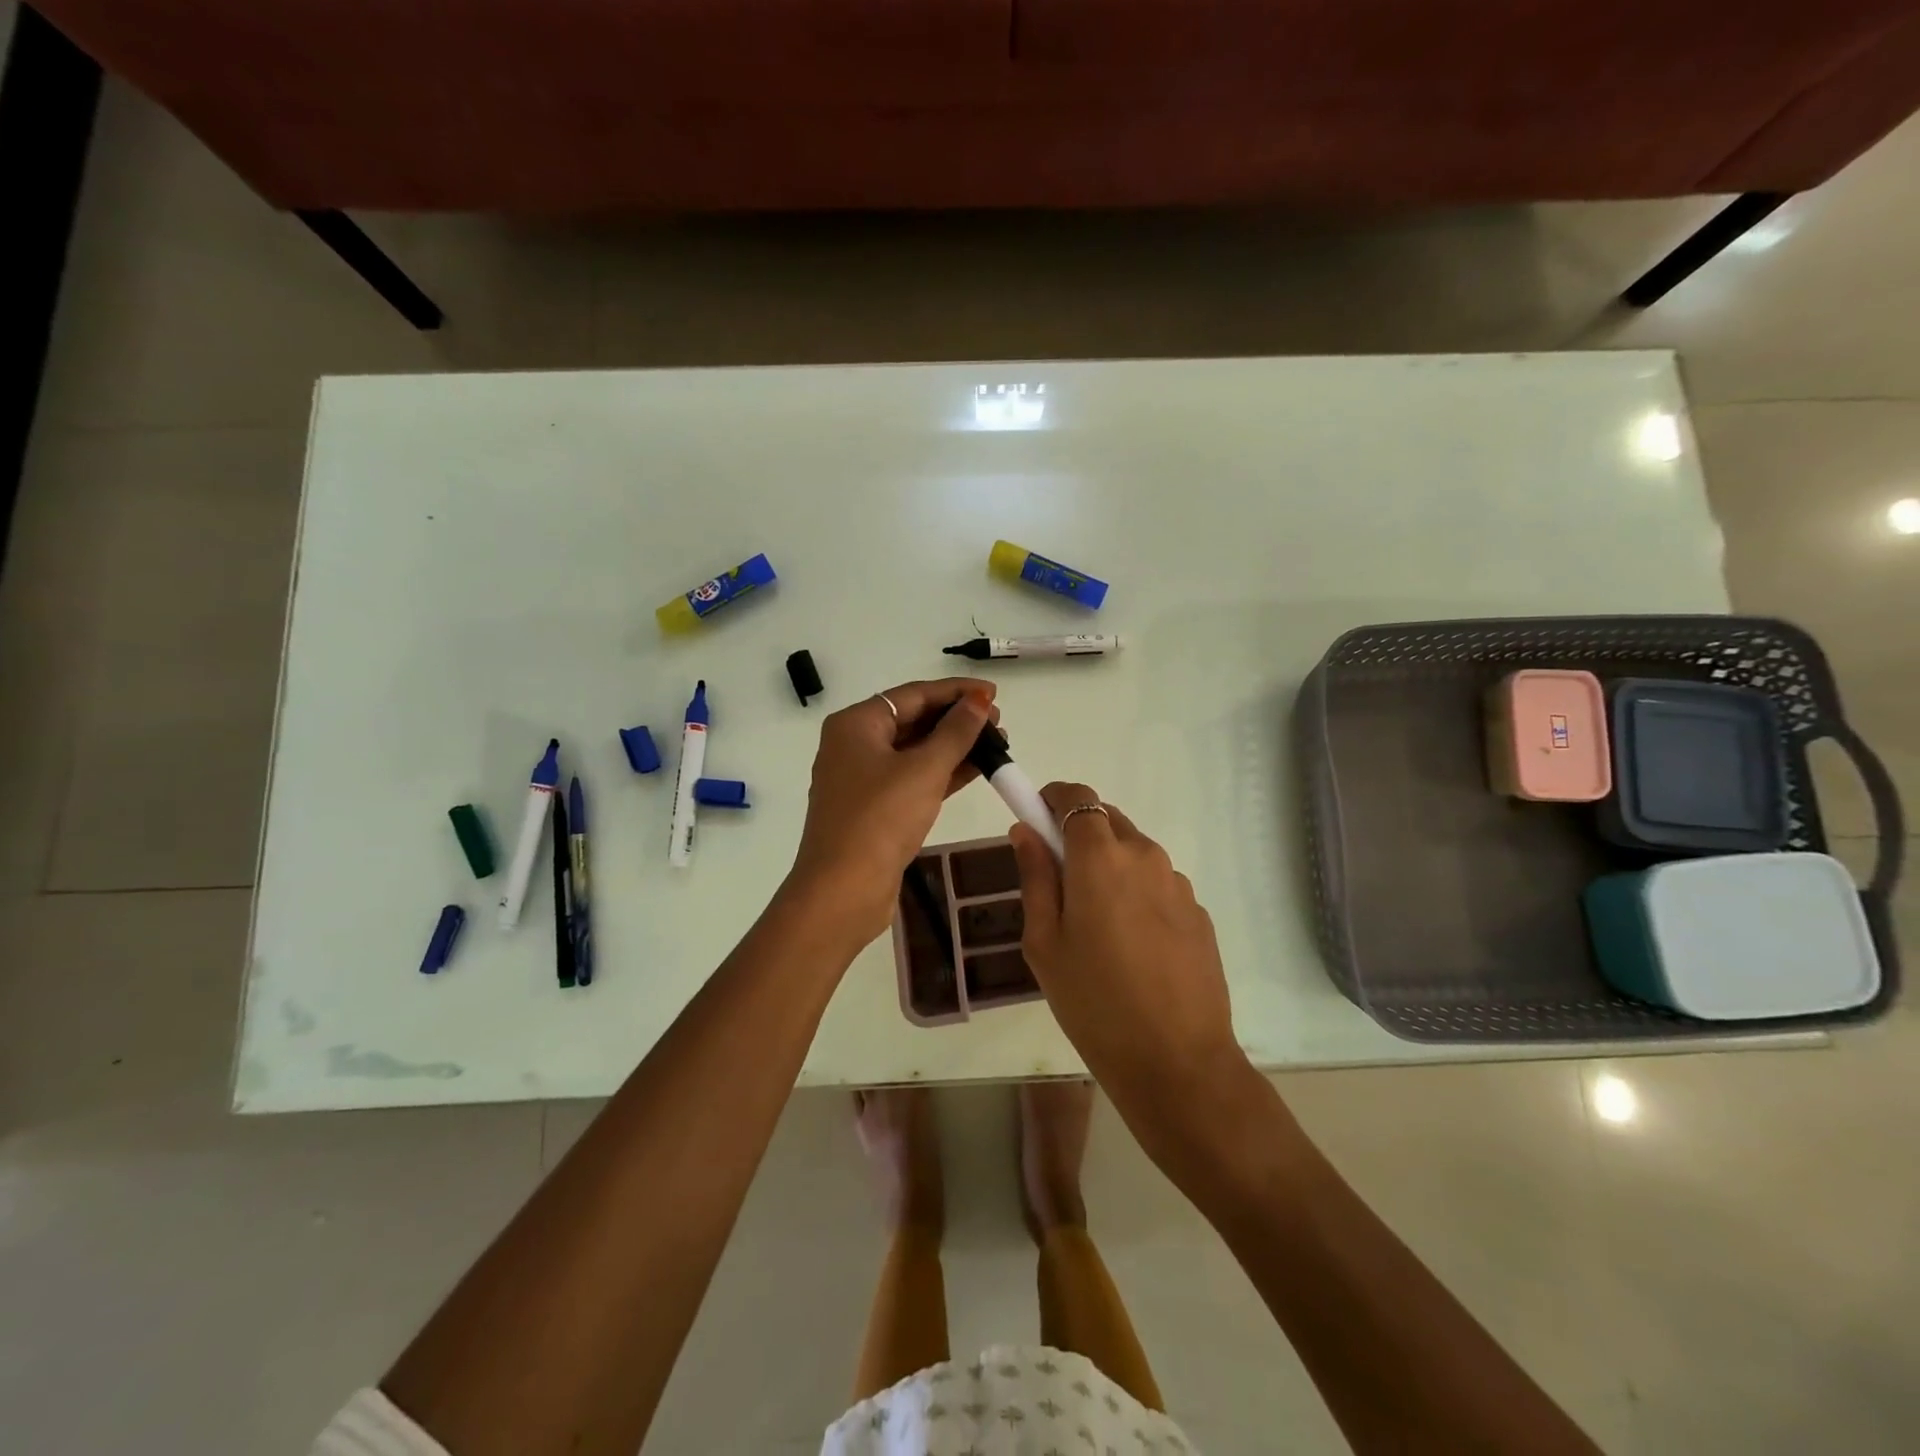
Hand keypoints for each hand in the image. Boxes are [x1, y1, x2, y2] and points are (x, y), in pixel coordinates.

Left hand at [789, 679, 998, 944]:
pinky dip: (942, 773)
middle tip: (999, 722)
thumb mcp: (923, 770)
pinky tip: (977, 770)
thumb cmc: (880, 820)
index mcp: (855, 724)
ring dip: (954, 747)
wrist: (843, 891)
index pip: (912, 695)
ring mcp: (863, 779)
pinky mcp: (875, 809)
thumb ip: (956, 732)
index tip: (993, 692)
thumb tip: (980, 700)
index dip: (955, 691)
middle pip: (912, 720)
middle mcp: (854, 745)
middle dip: (956, 720)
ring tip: (997, 744)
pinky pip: (913, 778)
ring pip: (915, 751)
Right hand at [1010, 783, 1251, 1131]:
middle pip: (1108, 820)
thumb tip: (1026, 831)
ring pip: (1135, 853)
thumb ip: (1035, 877)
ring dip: (1111, 867)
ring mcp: (1178, 884)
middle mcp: (1145, 856)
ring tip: (1098, 927)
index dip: (1054, 799)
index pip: (1077, 796)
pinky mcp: (1199, 912)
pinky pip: (1158, 884)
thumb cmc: (1093, 1002)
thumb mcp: (1044, 942)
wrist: (1177, 1062)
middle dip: (1080, 835)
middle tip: (1060, 883)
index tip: (1037, 820)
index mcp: (1101, 857)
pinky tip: (1133, 947)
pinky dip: (1137, 894)